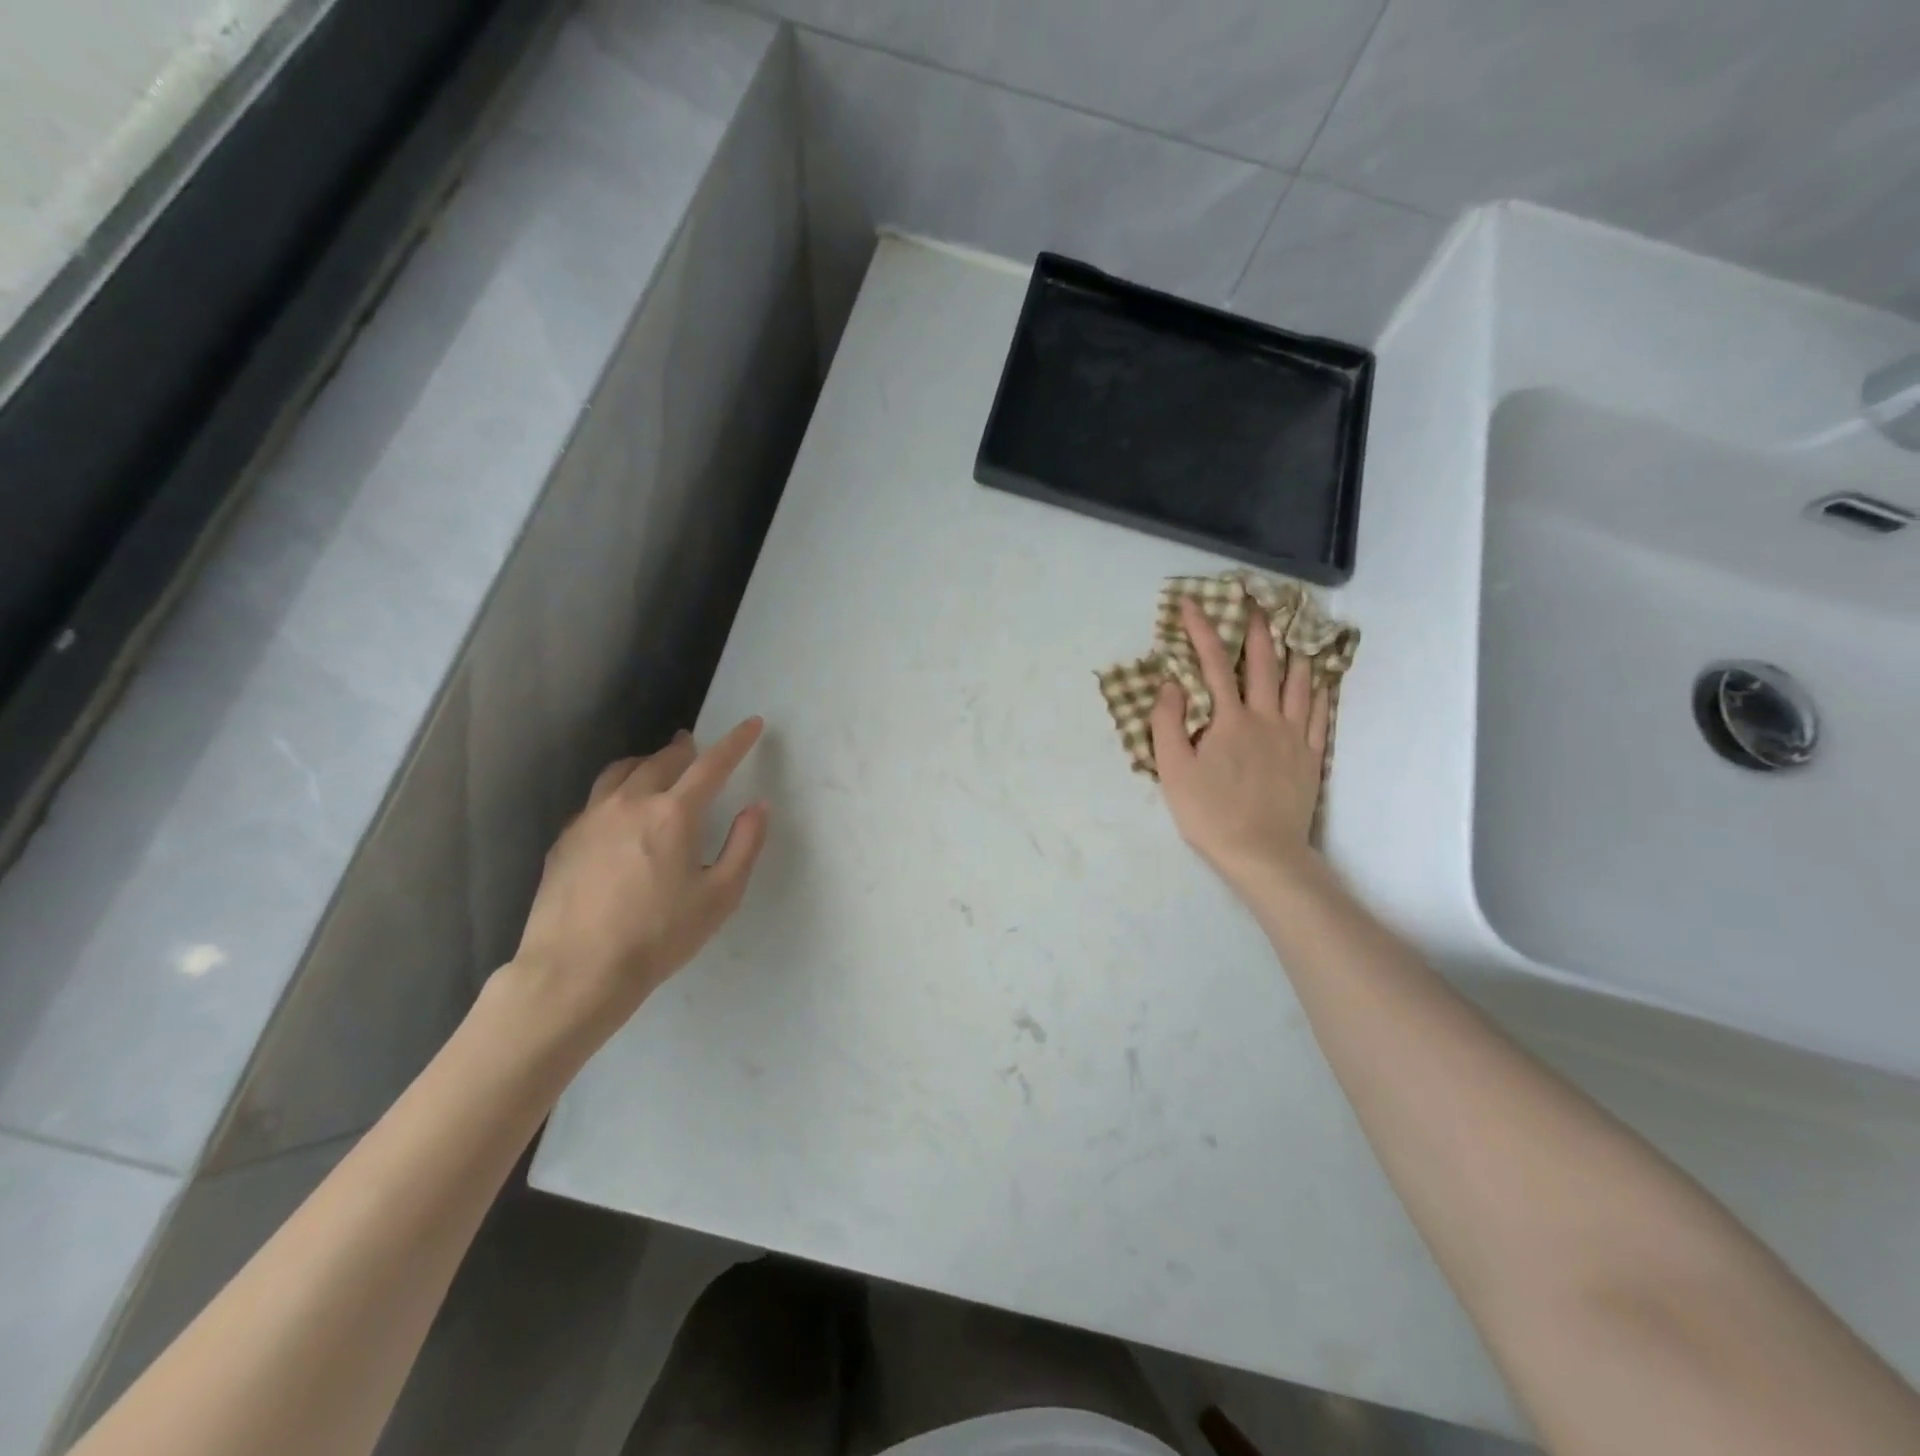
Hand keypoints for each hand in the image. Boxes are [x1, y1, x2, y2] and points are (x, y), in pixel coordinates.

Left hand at [505, 718, 769, 1047]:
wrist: (576, 972)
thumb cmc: (658, 937)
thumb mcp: (720, 897)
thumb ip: (744, 846)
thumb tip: (758, 807)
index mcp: (674, 814)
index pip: (712, 764)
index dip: (736, 741)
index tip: (751, 724)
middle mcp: (630, 802)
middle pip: (661, 760)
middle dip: (685, 749)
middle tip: (695, 746)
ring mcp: (591, 818)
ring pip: (621, 772)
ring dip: (646, 763)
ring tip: (655, 768)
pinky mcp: (565, 839)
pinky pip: (596, 800)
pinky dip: (617, 792)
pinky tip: (619, 814)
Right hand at [1152, 598, 1328, 895]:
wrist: (1263, 853)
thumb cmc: (1210, 813)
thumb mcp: (1173, 770)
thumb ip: (1168, 723)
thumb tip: (1172, 683)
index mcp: (1229, 719)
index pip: (1212, 664)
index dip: (1201, 630)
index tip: (1190, 603)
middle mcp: (1265, 718)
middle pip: (1262, 664)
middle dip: (1255, 629)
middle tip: (1254, 601)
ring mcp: (1293, 736)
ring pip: (1298, 683)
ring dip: (1293, 651)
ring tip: (1295, 628)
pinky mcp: (1311, 757)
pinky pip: (1319, 714)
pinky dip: (1319, 690)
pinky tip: (1321, 679)